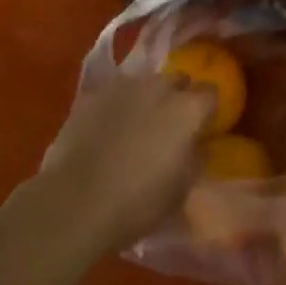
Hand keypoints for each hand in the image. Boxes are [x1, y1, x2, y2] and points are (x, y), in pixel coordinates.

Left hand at [39, 73, 215, 252]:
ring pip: (145, 84)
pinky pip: (115, 94)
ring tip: (136, 127)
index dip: (207, 111)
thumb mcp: (180, 193)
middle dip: (178, 98)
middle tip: (169, 127)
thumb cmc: (137, 203)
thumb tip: (199, 146)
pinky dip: (117, 106)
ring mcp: (124, 86)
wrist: (74, 202)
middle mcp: (160, 86)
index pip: (211, 94)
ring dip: (147, 99)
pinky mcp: (94, 93)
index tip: (202, 129)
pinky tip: (107, 129)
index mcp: (188, 109)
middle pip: (178, 81)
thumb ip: (195, 161)